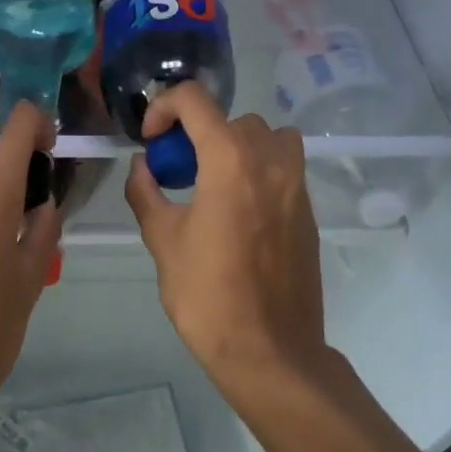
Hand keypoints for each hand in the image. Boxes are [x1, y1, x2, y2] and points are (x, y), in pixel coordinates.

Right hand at [123, 83, 327, 396]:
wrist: (271, 352)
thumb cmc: (208, 295)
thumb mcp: (162, 240)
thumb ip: (146, 191)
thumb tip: (142, 165)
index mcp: (230, 159)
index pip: (194, 99)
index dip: (164, 107)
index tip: (152, 141)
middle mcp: (270, 160)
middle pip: (230, 118)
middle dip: (197, 133)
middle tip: (177, 169)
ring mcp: (296, 184)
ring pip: (267, 136)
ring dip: (235, 144)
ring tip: (214, 180)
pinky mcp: (308, 210)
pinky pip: (284, 166)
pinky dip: (258, 169)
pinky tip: (238, 211)